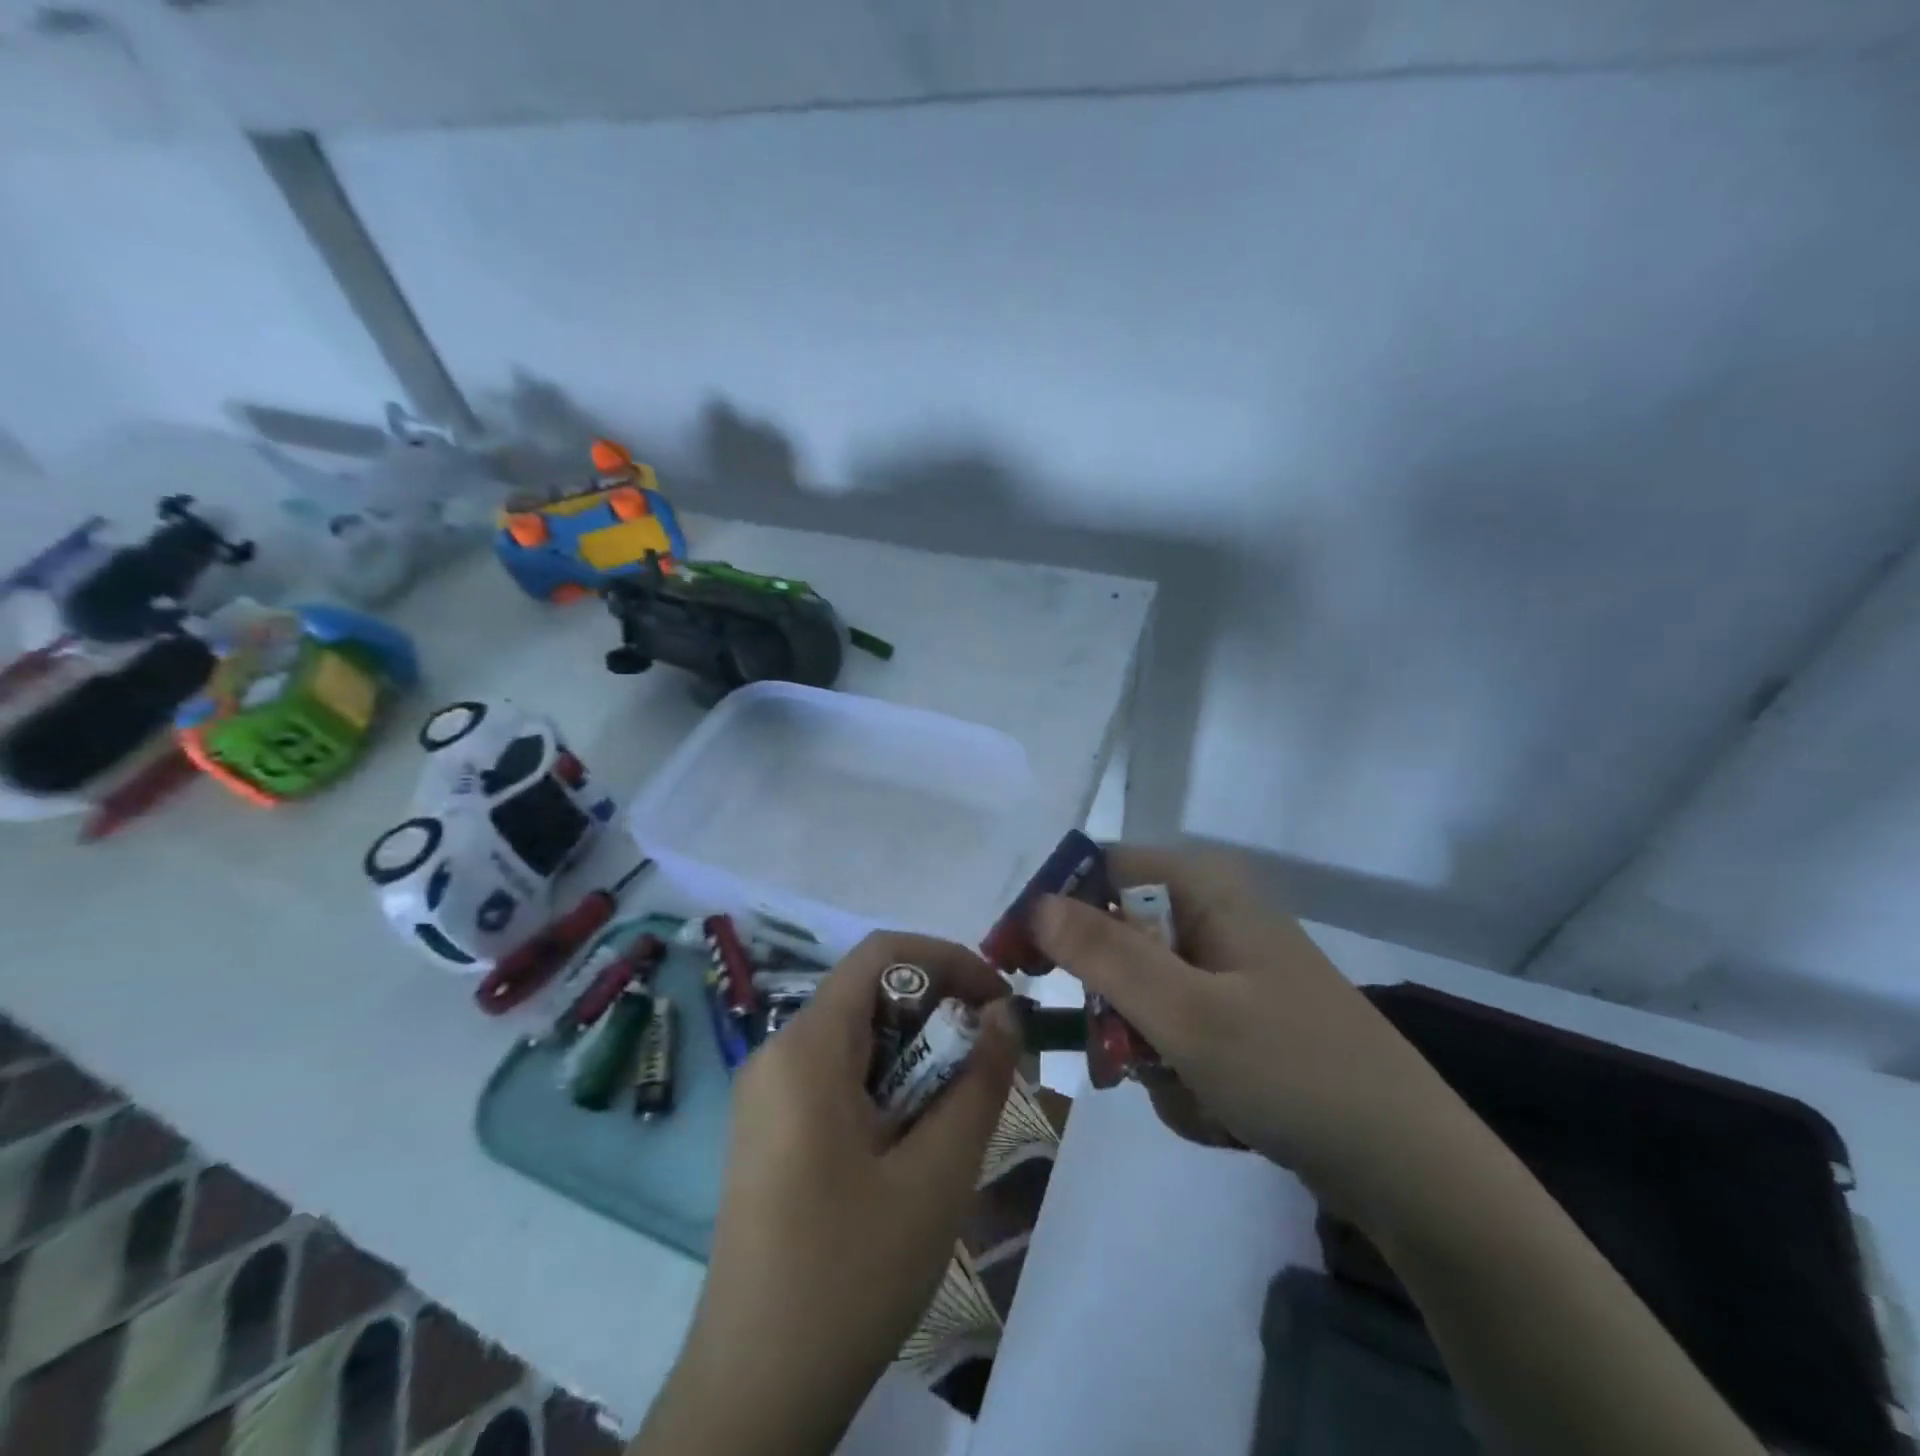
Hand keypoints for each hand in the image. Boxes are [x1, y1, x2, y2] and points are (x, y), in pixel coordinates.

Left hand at [634, 932, 1019, 1455]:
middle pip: (870, 993)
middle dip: (938, 1012)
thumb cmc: (850, 1276)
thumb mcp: (935, 1176)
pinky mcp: (770, 1127)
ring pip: (858, 1035)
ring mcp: (767, 1092)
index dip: (949, 960)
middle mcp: (776, 1052)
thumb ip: (978, 1081)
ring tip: (958, 1109)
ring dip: (918, 1052)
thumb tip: (1005, 1014)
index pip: (883, 954)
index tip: (999, 1003)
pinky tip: (914, 1139)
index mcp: (805, 1048)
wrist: (755, 1392)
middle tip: (990, 1064)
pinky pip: (838, 1073)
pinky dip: (888, 1081)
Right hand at [1032, 845, 1474, 1225]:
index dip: (1048, 909)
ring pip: (1139, 994)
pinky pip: (1172, 1030)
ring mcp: (1226, 966)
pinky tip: (1217, 1108)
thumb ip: (1103, 953)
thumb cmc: (1293, 1070)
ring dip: (1145, 1050)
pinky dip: (1176, 1070)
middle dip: (1112, 1006)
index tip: (1012, 964)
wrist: (1410, 1168)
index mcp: (1203, 885)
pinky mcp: (1236, 1014)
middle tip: (1115, 1058)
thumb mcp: (1185, 1013)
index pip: (1096, 869)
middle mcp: (1212, 912)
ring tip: (1190, 1093)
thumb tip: (1035, 902)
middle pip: (1115, 936)